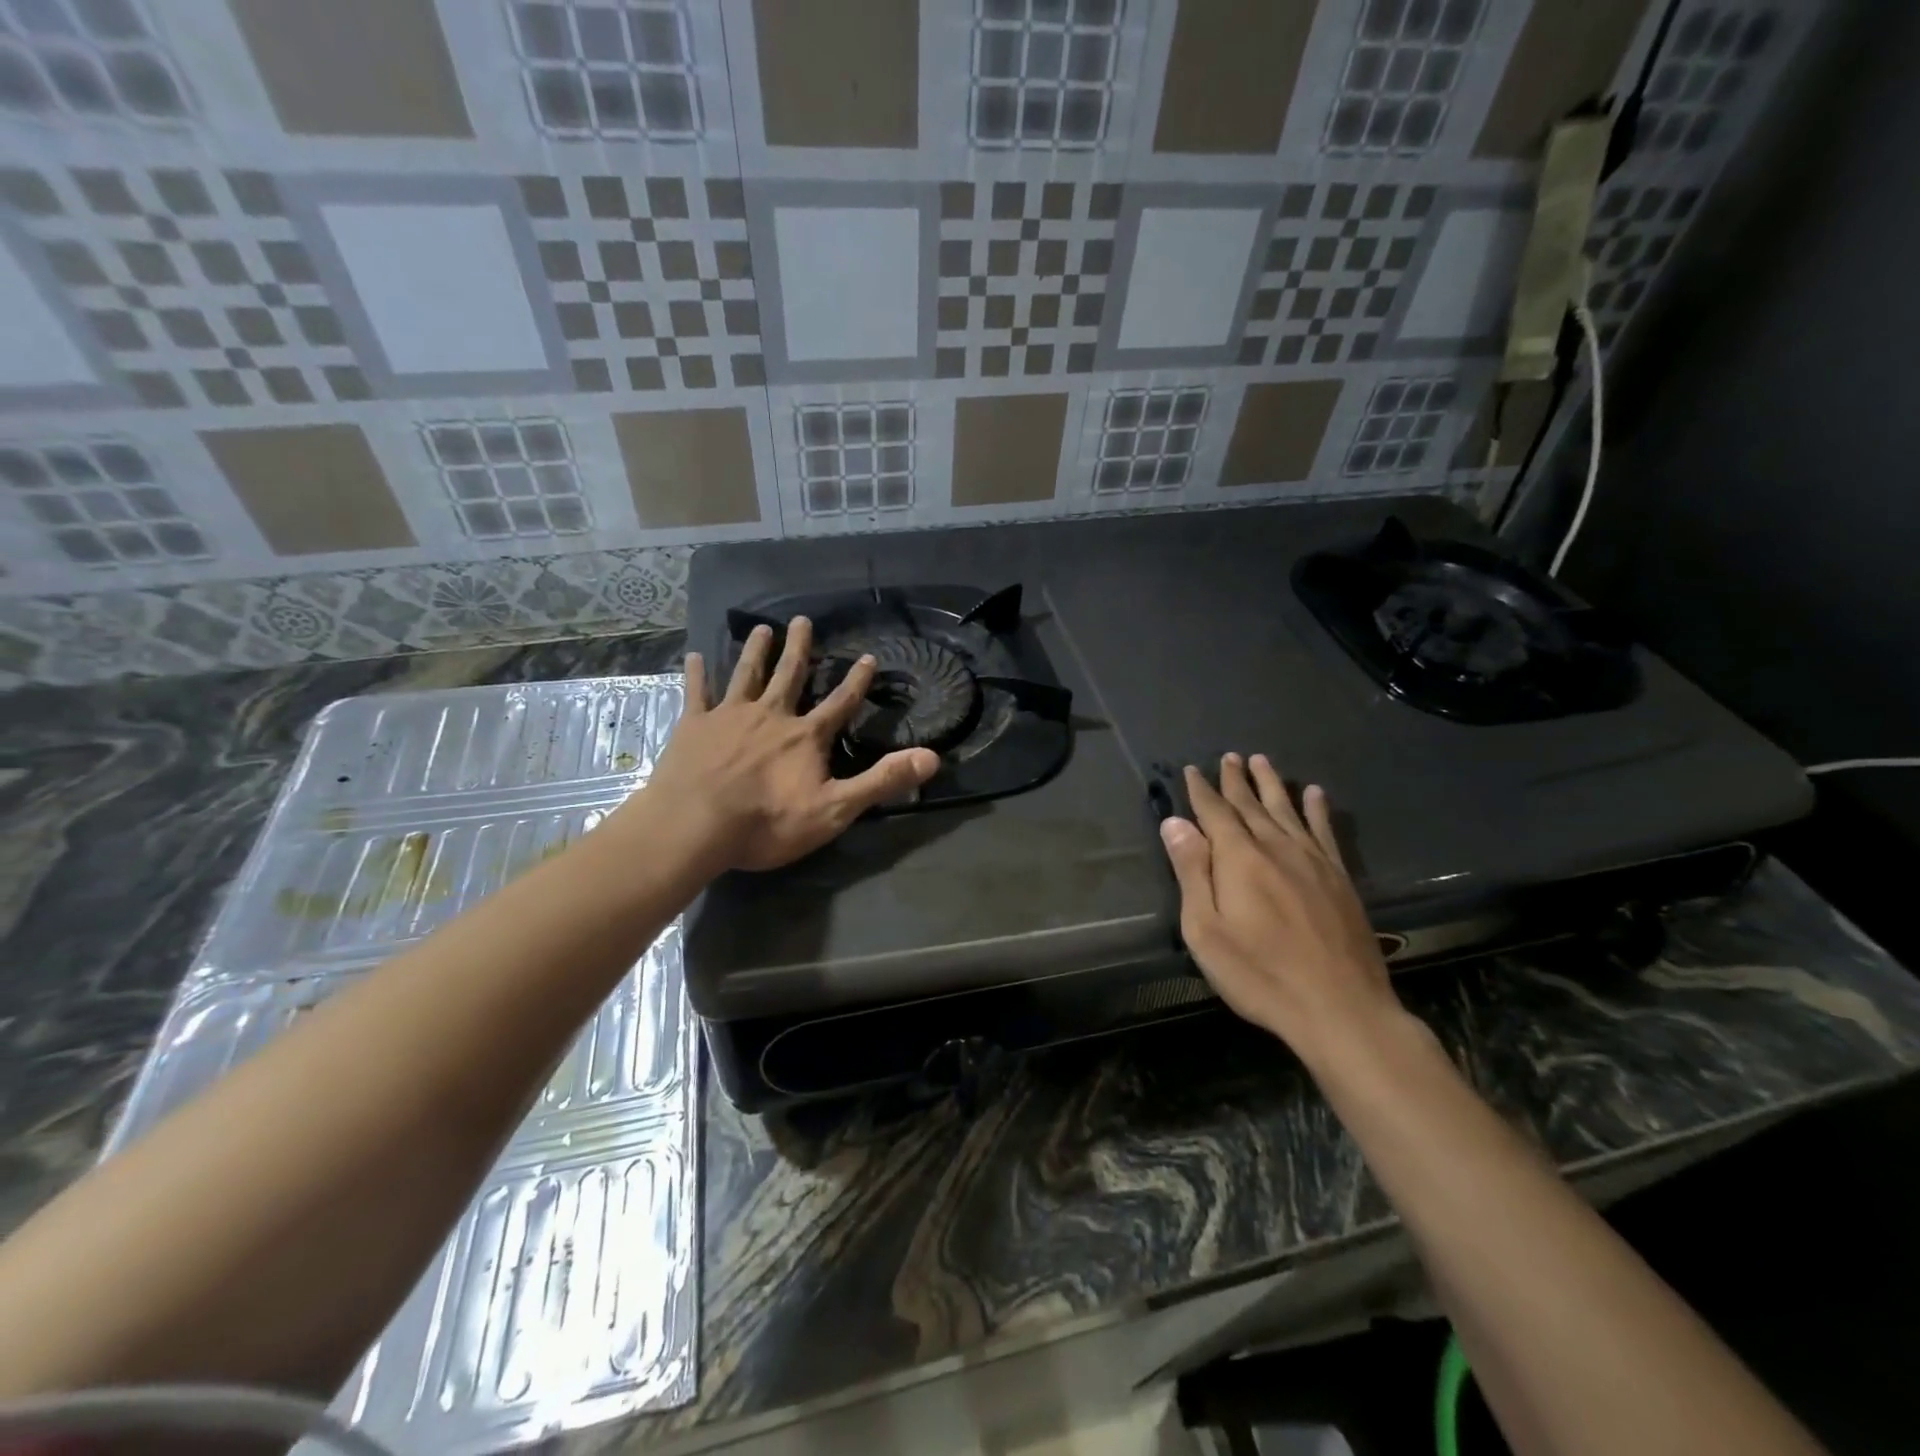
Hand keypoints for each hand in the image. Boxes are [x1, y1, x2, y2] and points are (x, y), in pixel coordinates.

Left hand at [640, 617, 939, 873]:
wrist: (695, 826)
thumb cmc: (768, 822)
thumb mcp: (835, 809)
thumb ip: (882, 781)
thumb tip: (933, 757)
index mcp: (806, 736)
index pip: (840, 703)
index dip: (857, 681)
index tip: (869, 656)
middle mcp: (771, 715)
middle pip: (790, 676)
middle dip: (799, 649)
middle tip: (803, 620)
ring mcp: (730, 716)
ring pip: (746, 674)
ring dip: (756, 651)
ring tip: (760, 628)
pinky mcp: (694, 726)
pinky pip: (697, 692)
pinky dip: (697, 674)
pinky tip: (694, 656)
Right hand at [1160, 753, 1403, 1064]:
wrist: (1340, 1008)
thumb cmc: (1260, 974)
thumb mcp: (1206, 930)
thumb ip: (1192, 872)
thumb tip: (1176, 823)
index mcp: (1240, 858)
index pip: (1215, 812)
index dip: (1202, 791)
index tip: (1192, 770)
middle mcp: (1277, 848)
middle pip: (1252, 805)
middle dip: (1236, 780)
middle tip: (1227, 757)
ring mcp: (1313, 861)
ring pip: (1287, 810)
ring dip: (1271, 784)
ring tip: (1261, 761)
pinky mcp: (1340, 879)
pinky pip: (1325, 831)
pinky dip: (1317, 809)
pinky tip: (1314, 793)